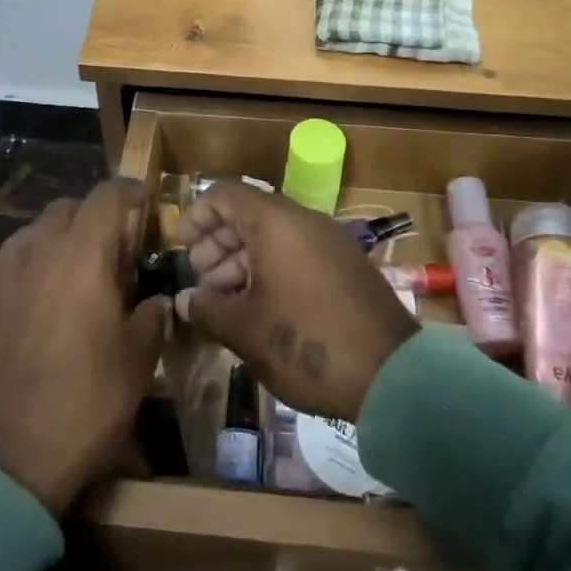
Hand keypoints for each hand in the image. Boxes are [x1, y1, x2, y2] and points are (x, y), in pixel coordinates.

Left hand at [0, 180, 170, 516]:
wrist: (2, 462)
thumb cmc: (83, 407)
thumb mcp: (136, 365)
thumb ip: (151, 318)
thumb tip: (157, 300)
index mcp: (82, 256)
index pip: (107, 196)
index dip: (129, 192)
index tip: (144, 204)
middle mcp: (37, 250)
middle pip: (68, 208)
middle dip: (94, 218)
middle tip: (113, 252)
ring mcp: (0, 273)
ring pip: (34, 232)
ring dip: (59, 240)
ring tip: (74, 277)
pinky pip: (8, 262)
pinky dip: (30, 266)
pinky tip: (37, 303)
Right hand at [173, 182, 416, 421]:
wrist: (391, 374)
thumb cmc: (305, 342)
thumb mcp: (245, 329)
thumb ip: (208, 309)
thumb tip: (184, 300)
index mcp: (276, 222)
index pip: (226, 195)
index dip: (197, 215)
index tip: (178, 245)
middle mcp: (305, 222)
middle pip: (250, 214)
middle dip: (217, 242)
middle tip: (198, 277)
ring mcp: (330, 244)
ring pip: (275, 237)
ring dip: (241, 260)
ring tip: (221, 298)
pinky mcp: (346, 268)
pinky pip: (298, 254)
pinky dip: (270, 270)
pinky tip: (256, 307)